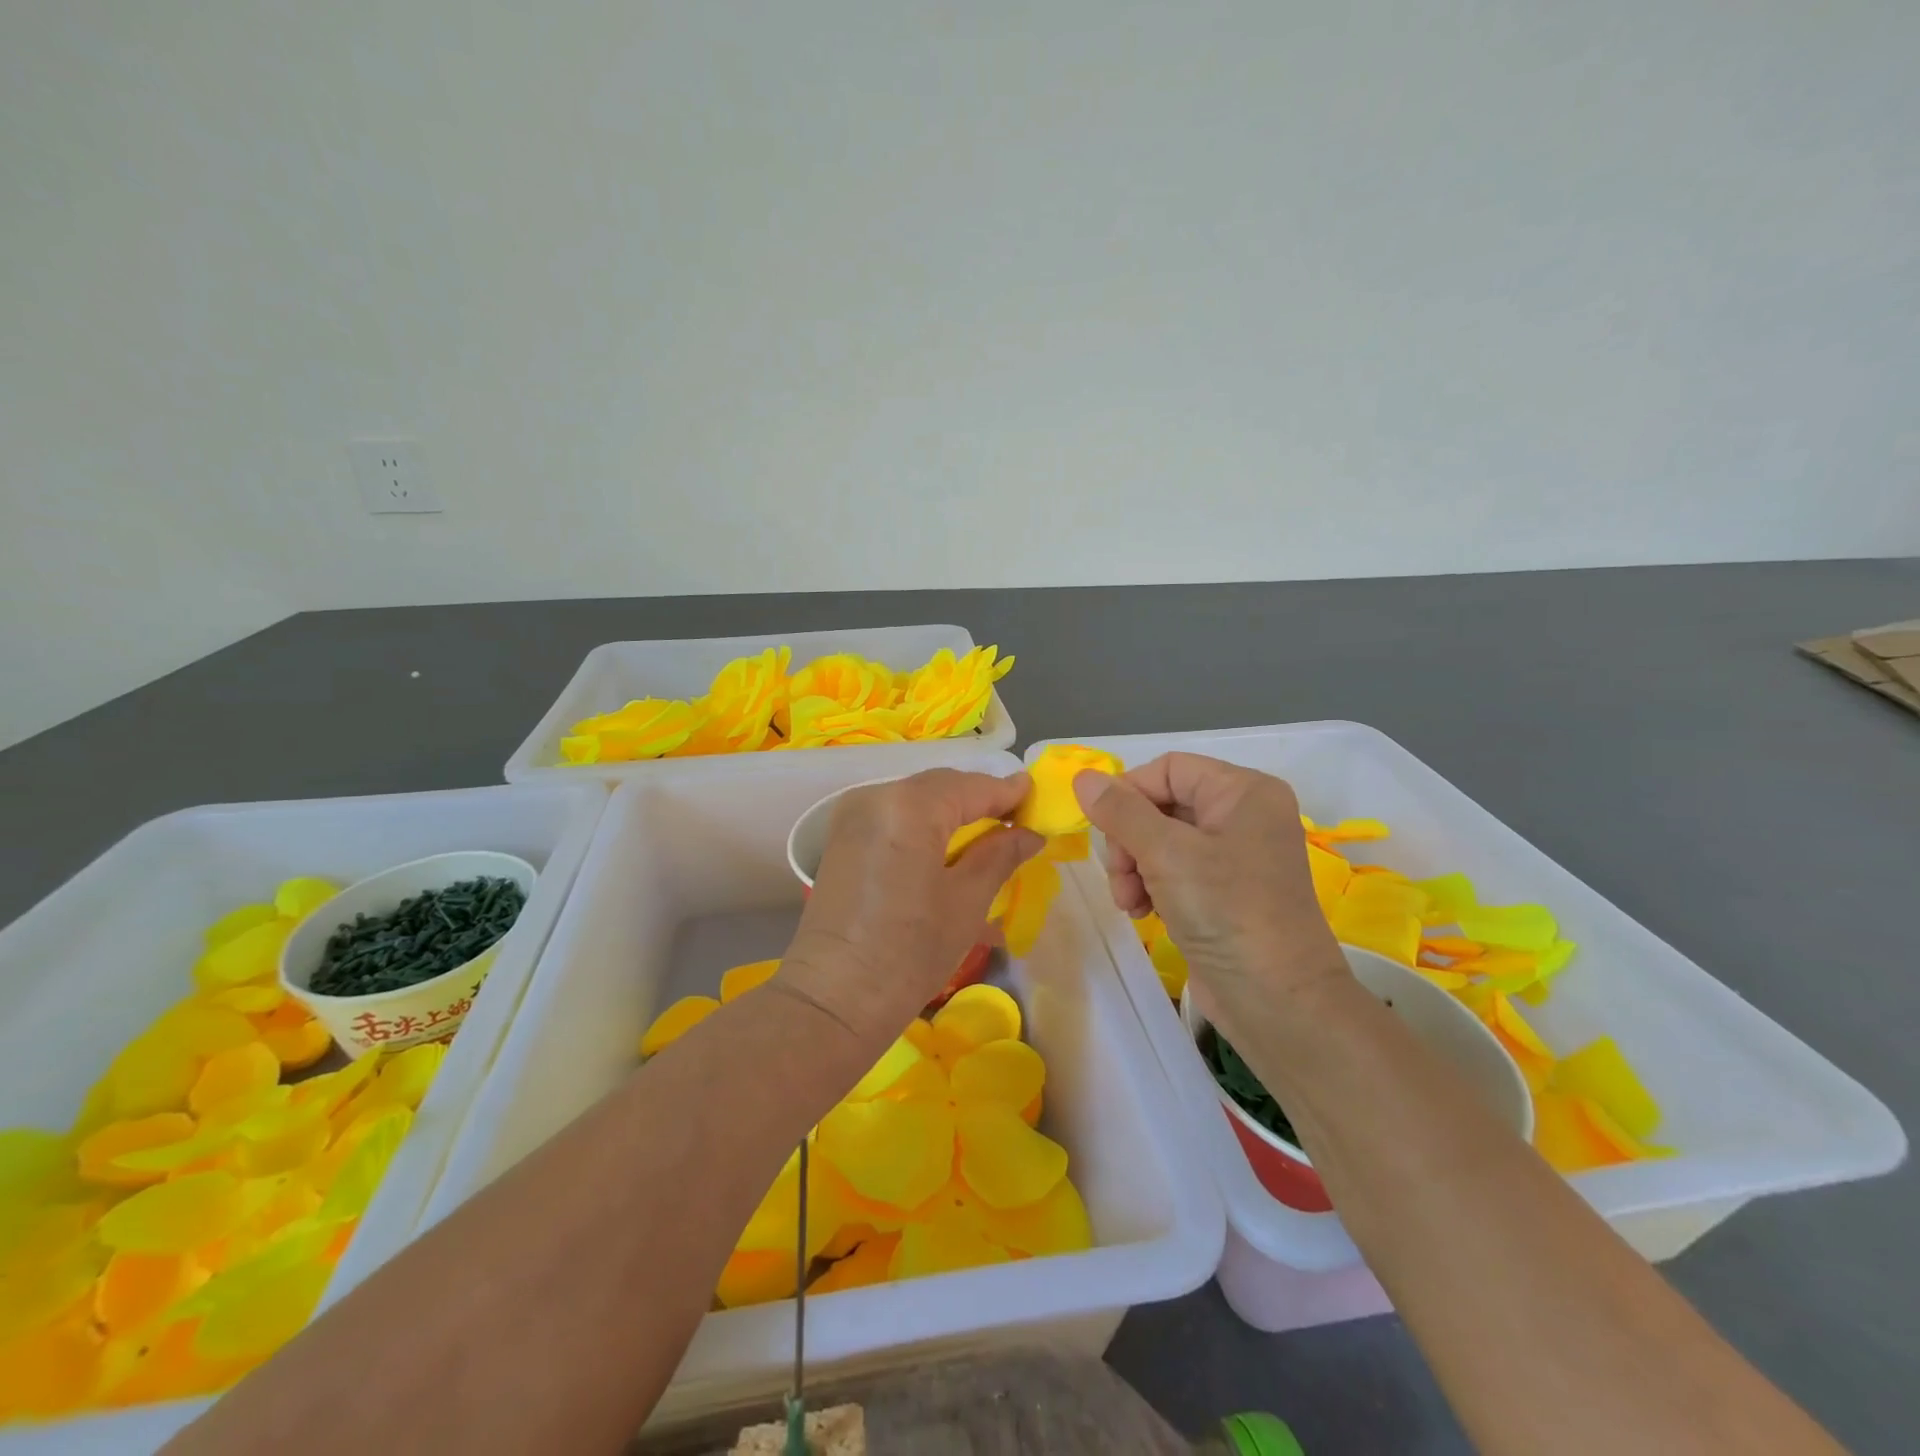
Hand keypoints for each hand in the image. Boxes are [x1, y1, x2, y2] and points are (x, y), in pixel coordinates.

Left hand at [780, 769, 1042, 1046]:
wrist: (831, 1001)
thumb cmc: (909, 952)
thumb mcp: (966, 902)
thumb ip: (999, 855)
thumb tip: (1029, 832)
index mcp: (910, 805)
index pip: (972, 786)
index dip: (1010, 793)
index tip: (1040, 800)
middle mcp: (876, 796)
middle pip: (942, 788)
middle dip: (981, 803)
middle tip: (1018, 824)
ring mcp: (853, 817)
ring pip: (917, 802)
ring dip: (954, 816)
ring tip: (988, 841)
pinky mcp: (843, 840)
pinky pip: (895, 820)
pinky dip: (925, 830)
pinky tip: (949, 854)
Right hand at [1074, 753, 1346, 1038]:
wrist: (1278, 1002)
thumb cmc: (1226, 912)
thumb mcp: (1166, 854)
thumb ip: (1121, 811)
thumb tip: (1082, 777)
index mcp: (1243, 791)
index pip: (1167, 769)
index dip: (1129, 794)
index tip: (1105, 831)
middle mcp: (1242, 815)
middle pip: (1160, 804)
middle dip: (1130, 840)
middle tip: (1121, 875)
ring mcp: (1234, 855)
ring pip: (1159, 840)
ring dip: (1133, 867)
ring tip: (1129, 902)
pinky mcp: (1223, 891)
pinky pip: (1172, 870)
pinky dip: (1150, 886)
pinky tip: (1142, 913)